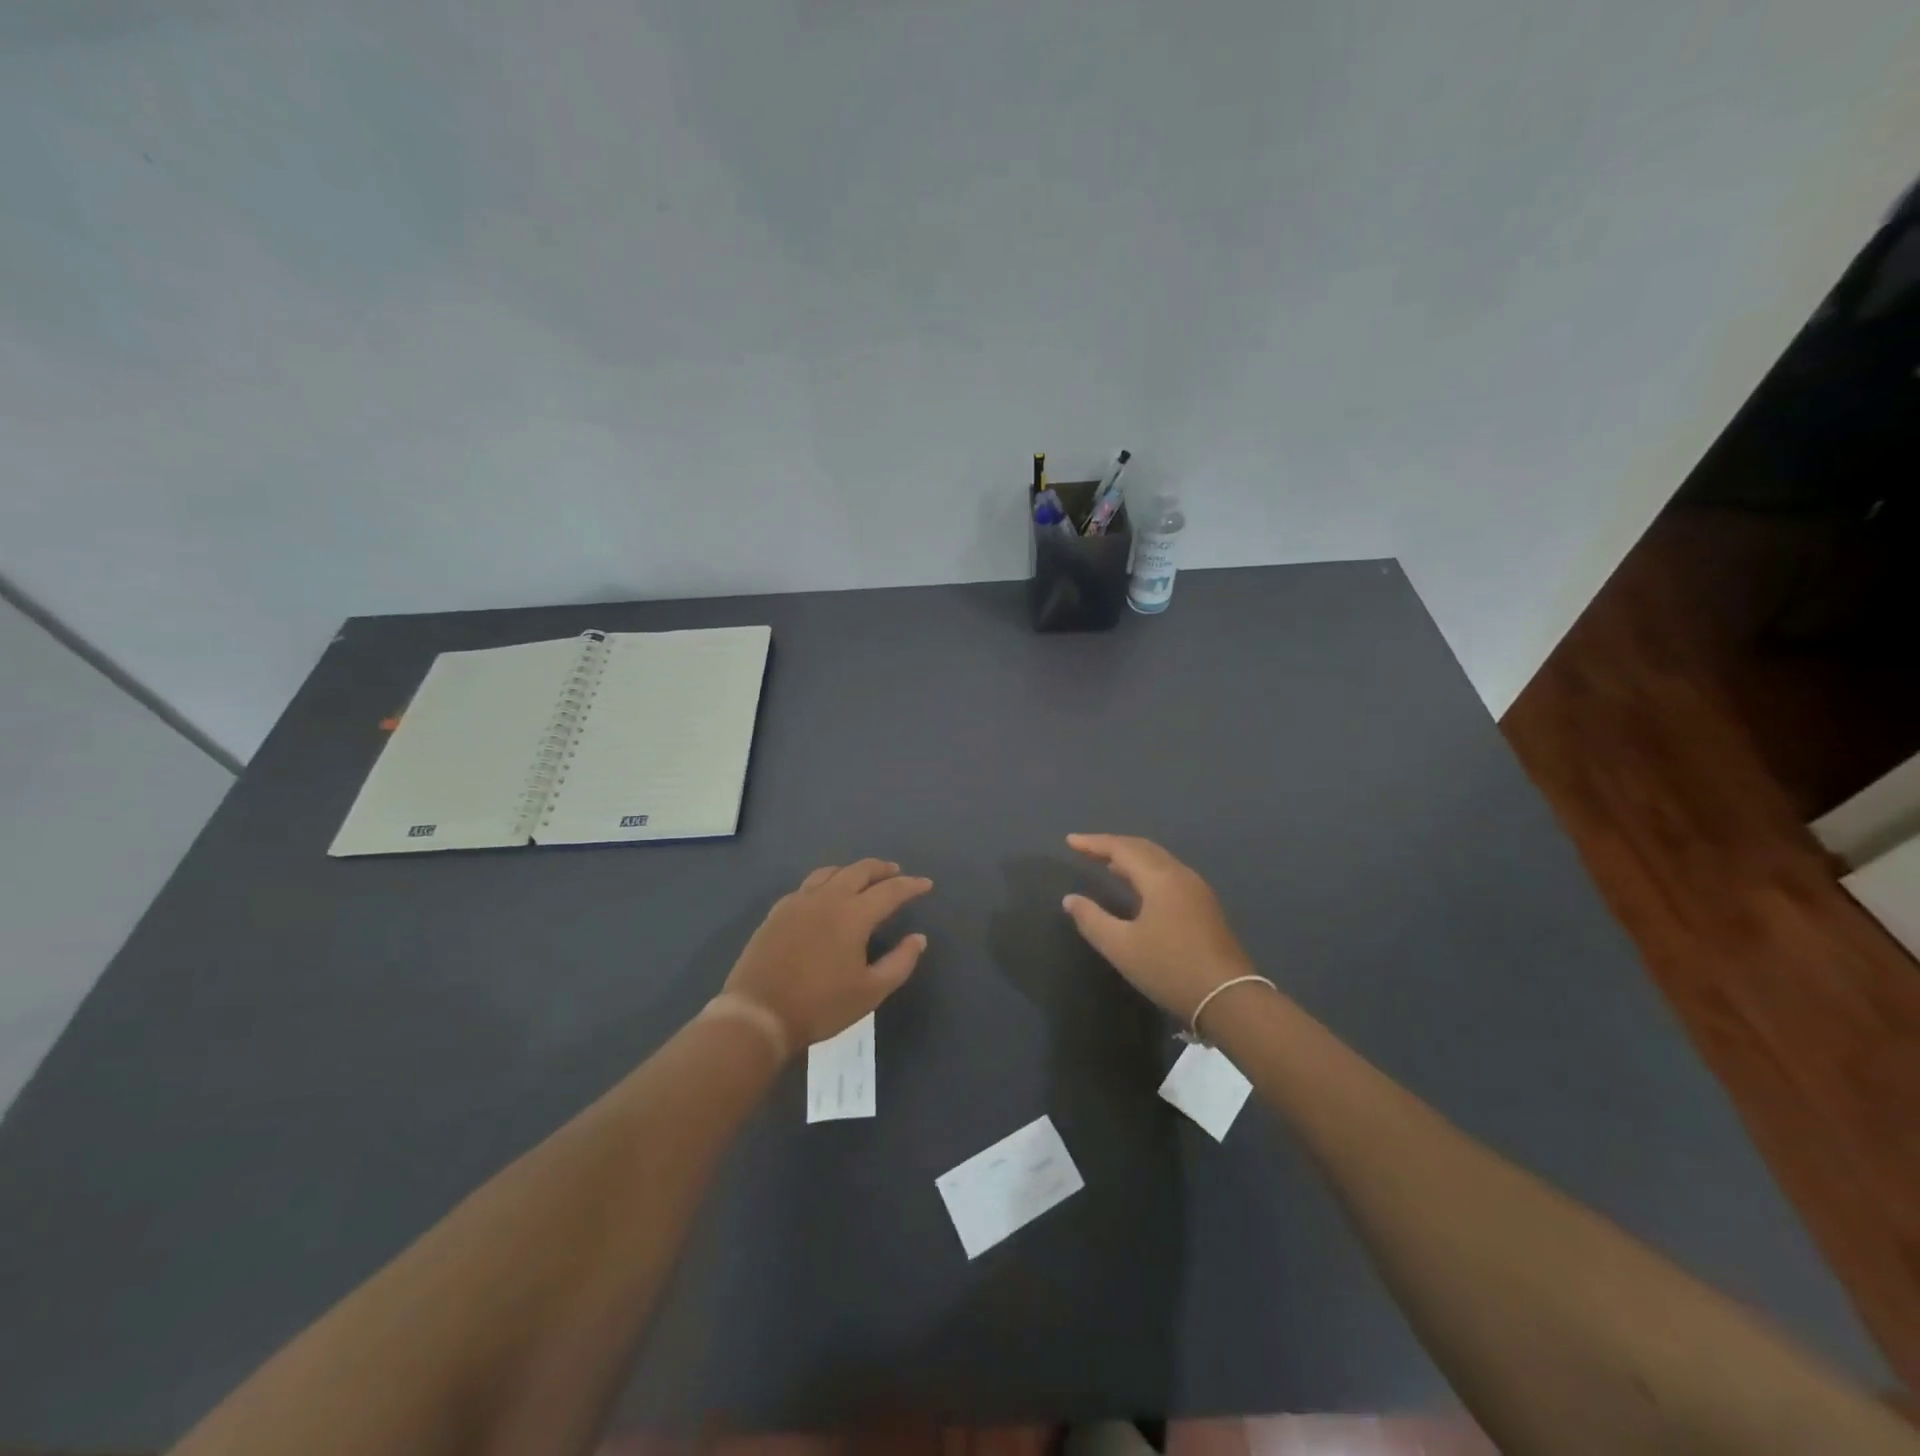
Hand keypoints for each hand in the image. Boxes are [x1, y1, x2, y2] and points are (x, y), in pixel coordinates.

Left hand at [723, 859, 932, 1047]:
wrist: (758, 1014)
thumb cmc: (820, 1005)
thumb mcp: (870, 992)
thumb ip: (900, 962)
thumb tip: (918, 938)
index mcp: (854, 914)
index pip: (890, 890)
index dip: (911, 885)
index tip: (926, 884)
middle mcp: (827, 898)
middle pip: (859, 870)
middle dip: (882, 869)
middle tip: (896, 873)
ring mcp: (798, 902)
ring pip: (830, 872)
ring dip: (852, 871)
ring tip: (862, 878)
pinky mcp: (777, 912)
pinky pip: (807, 886)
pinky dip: (825, 883)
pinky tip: (824, 897)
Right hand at [1061, 834, 1254, 1021]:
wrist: (1229, 998)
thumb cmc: (1170, 968)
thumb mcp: (1121, 947)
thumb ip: (1092, 919)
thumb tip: (1071, 899)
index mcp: (1160, 878)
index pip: (1122, 848)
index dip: (1094, 843)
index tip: (1070, 840)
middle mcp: (1181, 875)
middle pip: (1143, 848)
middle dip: (1112, 846)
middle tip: (1086, 849)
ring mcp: (1197, 890)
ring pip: (1158, 861)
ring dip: (1131, 858)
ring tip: (1107, 864)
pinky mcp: (1205, 907)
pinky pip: (1169, 874)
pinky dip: (1146, 871)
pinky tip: (1137, 887)